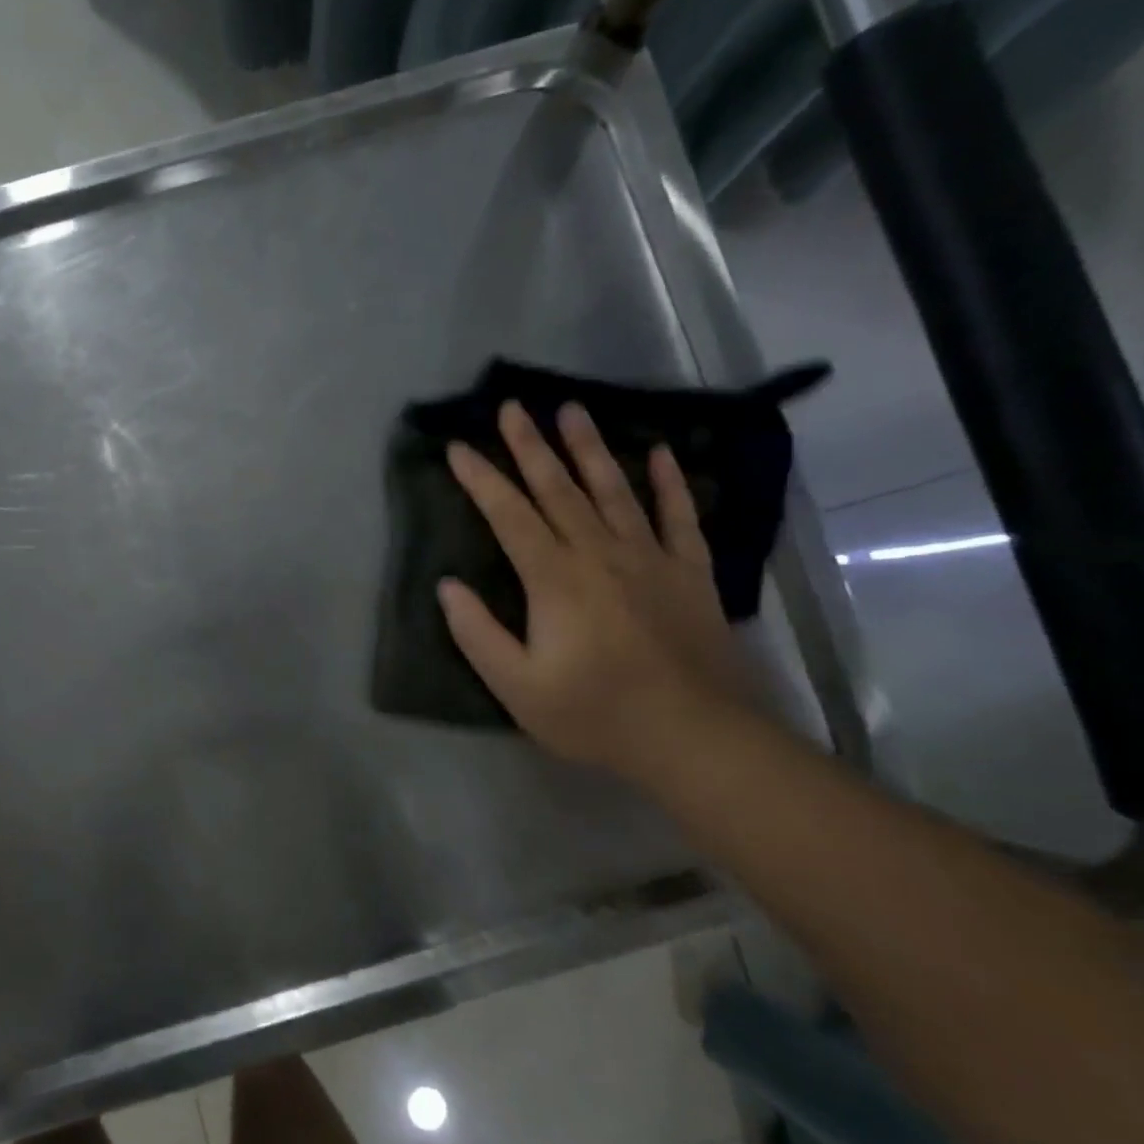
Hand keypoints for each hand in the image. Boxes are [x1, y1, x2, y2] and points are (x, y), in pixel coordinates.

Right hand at [439, 401, 752, 777]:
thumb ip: (477, 633)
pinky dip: (670, 483)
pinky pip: (679, 517)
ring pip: (614, 490)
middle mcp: (599, 554)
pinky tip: (660, 453)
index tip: (458, 446)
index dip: (480, 479)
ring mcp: (650, 558)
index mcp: (554, 579)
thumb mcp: (517, 687)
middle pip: (558, 489)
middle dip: (530, 445)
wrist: (695, 738)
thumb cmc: (595, 714)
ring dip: (590, 448)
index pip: (509, 515)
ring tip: (572, 409)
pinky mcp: (690, 573)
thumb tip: (448, 585)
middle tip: (512, 405)